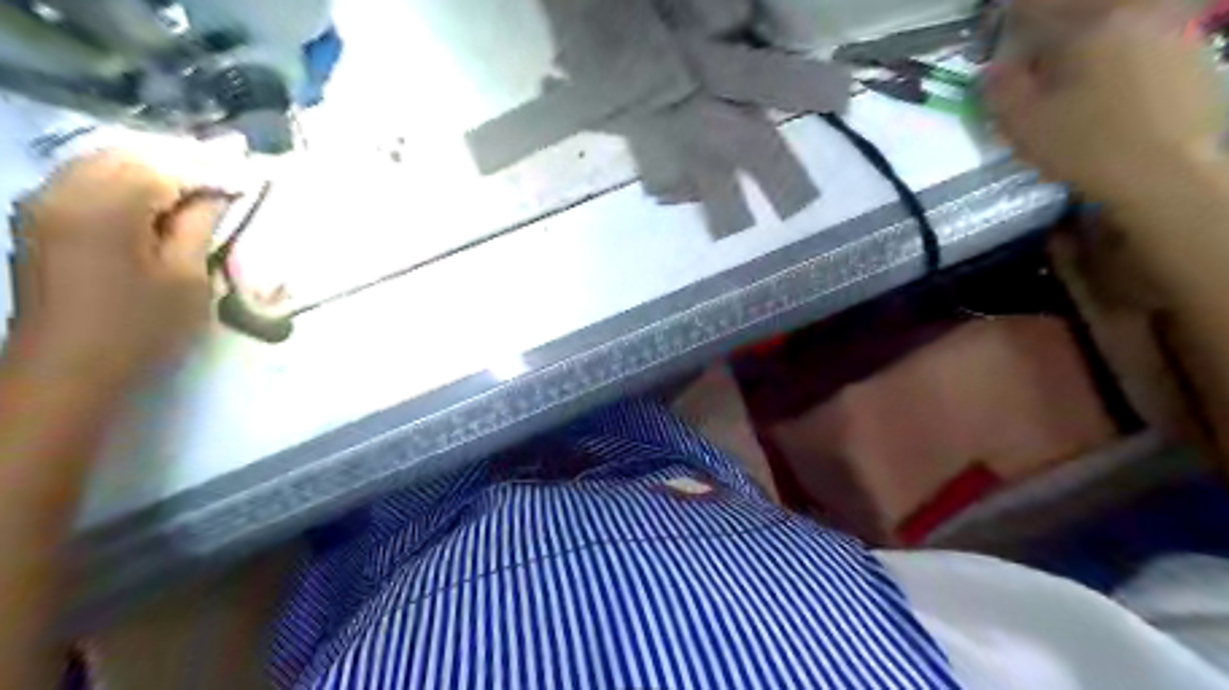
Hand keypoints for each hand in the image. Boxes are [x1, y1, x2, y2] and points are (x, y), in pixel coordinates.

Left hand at [5, 151, 226, 386]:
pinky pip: (85, 180)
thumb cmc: (140, 329)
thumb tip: (218, 194)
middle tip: (224, 179)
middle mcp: (62, 192)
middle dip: (179, 163)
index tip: (247, 176)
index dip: (208, 170)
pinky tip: (153, 202)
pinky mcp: (38, 220)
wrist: (68, 371)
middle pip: (128, 156)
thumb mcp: (186, 279)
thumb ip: (199, 226)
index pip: (163, 168)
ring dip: (152, 171)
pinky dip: (124, 182)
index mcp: (103, 208)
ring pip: (103, 163)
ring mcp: (42, 205)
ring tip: (195, 190)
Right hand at [987, 0, 1227, 205]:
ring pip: (1111, 33)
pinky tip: (1108, 100)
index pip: (1037, 9)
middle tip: (1032, 75)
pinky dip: (1116, 66)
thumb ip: (1002, 89)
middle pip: (1079, 17)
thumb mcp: (1025, 123)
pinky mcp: (1193, 56)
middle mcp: (1138, 15)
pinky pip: (1141, 49)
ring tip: (1070, 93)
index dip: (1010, 25)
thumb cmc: (1085, 147)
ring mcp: (1172, 32)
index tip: (1000, 48)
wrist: (1167, 173)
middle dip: (1049, 43)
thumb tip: (993, 70)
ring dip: (1084, 55)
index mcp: (1091, 25)